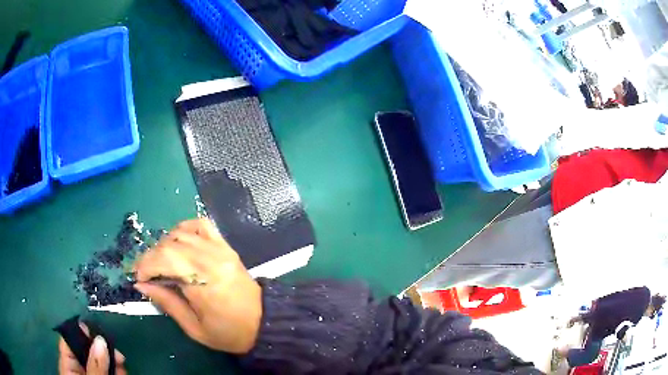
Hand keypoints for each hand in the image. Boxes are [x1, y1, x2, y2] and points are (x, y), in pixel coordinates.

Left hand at [58, 323, 126, 374]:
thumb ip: (94, 365)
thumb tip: (100, 339)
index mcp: (68, 365)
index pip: (69, 339)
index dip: (81, 332)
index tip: (99, 332)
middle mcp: (78, 369)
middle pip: (87, 351)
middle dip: (104, 352)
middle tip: (119, 357)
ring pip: (101, 364)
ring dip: (113, 364)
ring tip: (123, 367)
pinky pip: (109, 374)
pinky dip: (117, 373)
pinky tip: (123, 373)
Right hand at [133, 219, 261, 353]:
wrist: (264, 322)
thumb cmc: (229, 333)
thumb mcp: (195, 329)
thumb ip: (167, 303)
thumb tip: (141, 284)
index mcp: (203, 283)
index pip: (165, 259)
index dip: (145, 265)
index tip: (138, 278)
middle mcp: (210, 259)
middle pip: (170, 245)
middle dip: (150, 257)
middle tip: (146, 273)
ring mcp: (219, 249)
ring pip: (182, 233)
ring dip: (164, 245)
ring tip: (160, 263)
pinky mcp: (225, 246)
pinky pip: (201, 225)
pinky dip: (184, 229)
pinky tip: (178, 243)